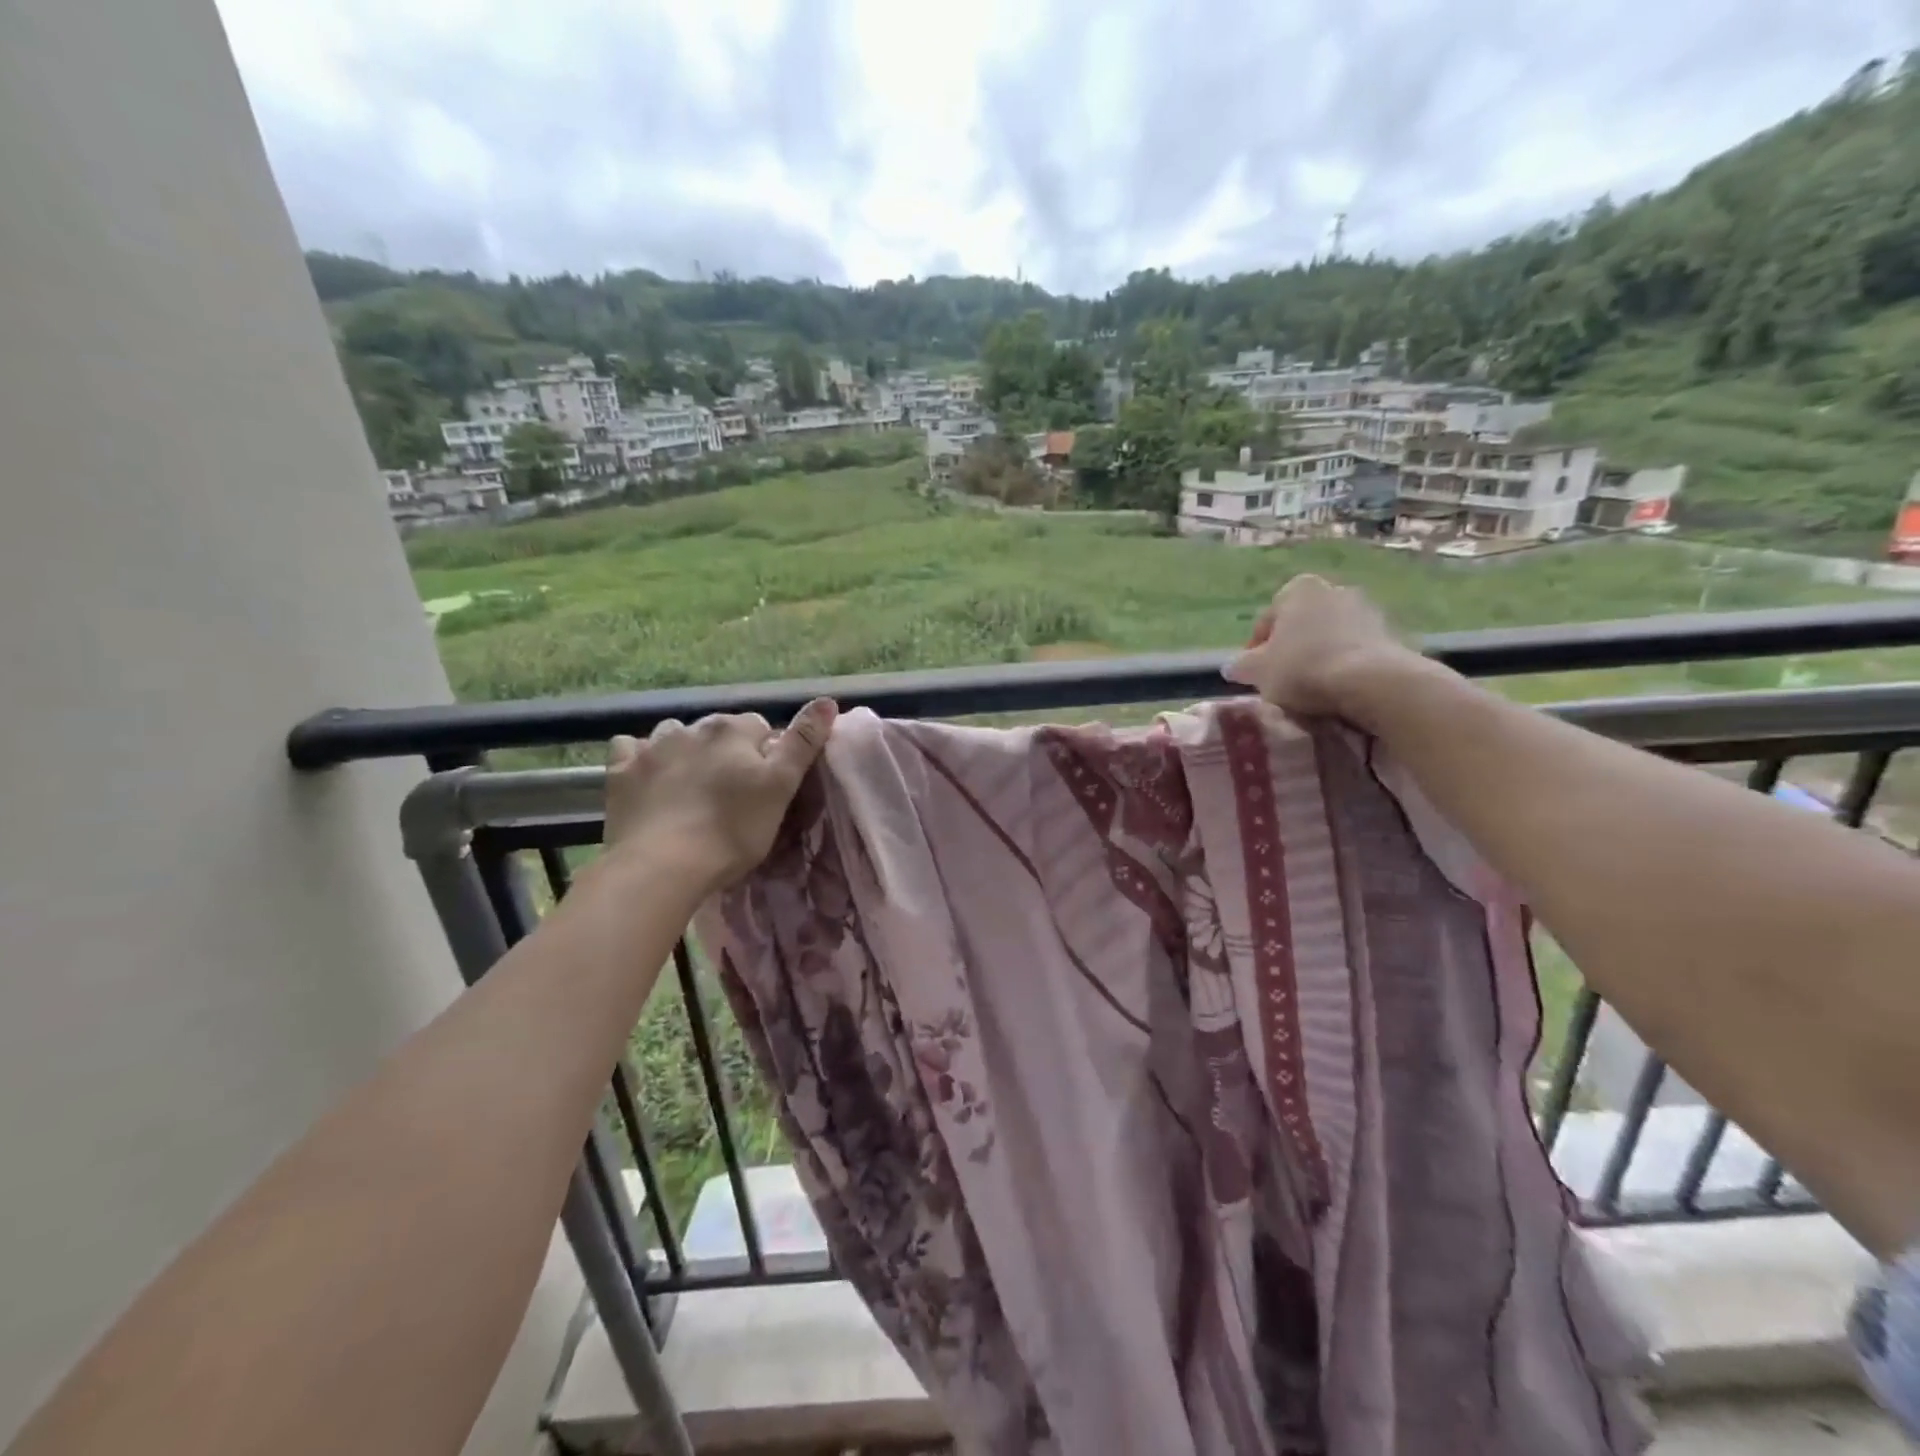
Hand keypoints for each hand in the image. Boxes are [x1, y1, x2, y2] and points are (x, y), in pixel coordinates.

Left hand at [601, 698, 837, 891]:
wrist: (662, 866)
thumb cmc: (732, 831)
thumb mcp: (781, 787)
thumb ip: (803, 742)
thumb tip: (828, 700)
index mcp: (733, 730)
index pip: (759, 727)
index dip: (765, 754)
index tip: (763, 786)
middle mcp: (692, 727)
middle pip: (718, 731)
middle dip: (726, 752)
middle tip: (731, 794)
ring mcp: (652, 747)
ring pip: (674, 735)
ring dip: (684, 751)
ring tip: (690, 786)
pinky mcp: (621, 772)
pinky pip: (630, 750)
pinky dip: (640, 757)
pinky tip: (647, 778)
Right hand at [1223, 576, 1415, 717]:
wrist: (1372, 682)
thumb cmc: (1303, 668)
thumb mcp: (1258, 671)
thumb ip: (1242, 665)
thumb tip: (1234, 665)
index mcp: (1297, 589)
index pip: (1267, 620)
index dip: (1256, 651)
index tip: (1255, 675)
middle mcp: (1334, 589)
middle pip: (1302, 625)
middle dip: (1292, 649)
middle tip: (1283, 681)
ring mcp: (1368, 609)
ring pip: (1331, 636)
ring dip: (1320, 656)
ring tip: (1312, 690)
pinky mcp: (1393, 634)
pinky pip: (1357, 651)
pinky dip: (1346, 665)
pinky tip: (1340, 690)